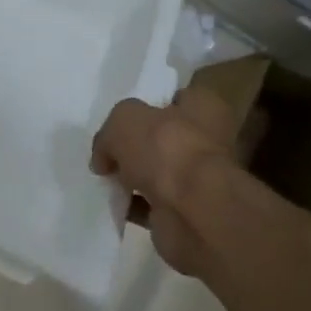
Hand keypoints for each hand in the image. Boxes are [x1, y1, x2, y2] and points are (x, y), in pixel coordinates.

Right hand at [91, 86, 250, 277]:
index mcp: (203, 108)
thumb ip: (109, 132)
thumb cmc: (164, 148)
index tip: (126, 116)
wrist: (192, 211)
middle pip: (164, 138)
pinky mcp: (186, 212)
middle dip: (137, 145)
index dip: (152, 104)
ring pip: (157, 172)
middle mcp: (206, 141)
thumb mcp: (123, 119)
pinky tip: (112, 201)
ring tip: (103, 177)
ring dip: (133, 177)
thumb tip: (104, 157)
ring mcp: (198, 180)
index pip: (178, 98)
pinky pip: (152, 205)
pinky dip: (133, 205)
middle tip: (108, 149)